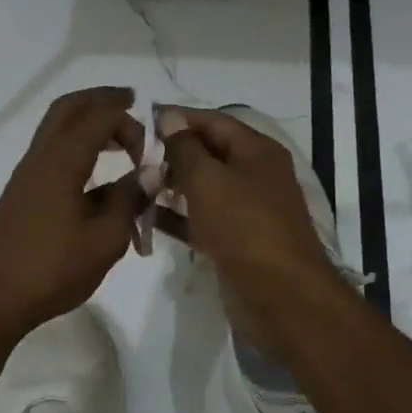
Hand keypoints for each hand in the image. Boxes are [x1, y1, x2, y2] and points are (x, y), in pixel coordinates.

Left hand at [0, 87, 148, 341]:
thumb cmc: (51, 270)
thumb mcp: (105, 240)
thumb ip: (128, 201)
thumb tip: (147, 175)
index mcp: (62, 162)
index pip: (99, 117)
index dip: (129, 122)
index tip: (150, 149)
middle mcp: (39, 159)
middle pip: (68, 109)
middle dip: (100, 100)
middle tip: (129, 103)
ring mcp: (25, 177)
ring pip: (55, 131)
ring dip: (86, 125)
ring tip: (116, 141)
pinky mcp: (19, 197)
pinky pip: (51, 155)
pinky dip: (75, 149)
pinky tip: (93, 179)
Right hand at [156, 105, 341, 315]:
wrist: (279, 296)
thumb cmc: (244, 227)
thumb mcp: (209, 180)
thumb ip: (185, 148)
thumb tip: (169, 117)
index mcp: (257, 151)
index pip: (213, 121)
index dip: (177, 118)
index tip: (139, 120)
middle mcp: (254, 175)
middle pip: (208, 153)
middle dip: (171, 153)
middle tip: (132, 157)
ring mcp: (246, 210)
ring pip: (203, 188)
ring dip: (170, 185)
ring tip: (135, 184)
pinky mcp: (235, 241)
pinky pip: (201, 220)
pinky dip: (177, 217)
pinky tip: (146, 216)